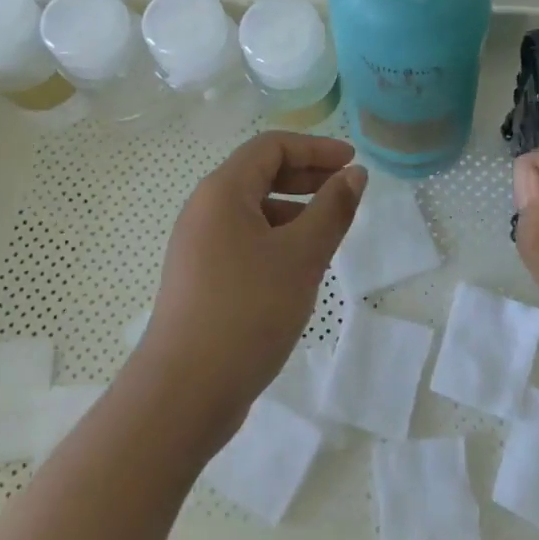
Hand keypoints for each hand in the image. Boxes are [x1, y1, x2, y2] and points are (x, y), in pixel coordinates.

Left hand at [132, 132, 366, 437]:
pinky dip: (277, 238)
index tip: (352, 162)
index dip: (315, 147)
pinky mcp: (201, 277)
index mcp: (223, 192)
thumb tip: (354, 174)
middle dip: (307, 175)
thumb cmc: (247, 311)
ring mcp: (199, 245)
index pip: (271, 146)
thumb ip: (332, 209)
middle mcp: (205, 209)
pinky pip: (245, 239)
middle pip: (260, 173)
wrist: (183, 393)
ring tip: (330, 231)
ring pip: (254, 210)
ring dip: (295, 209)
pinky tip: (300, 266)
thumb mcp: (301, 256)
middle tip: (347, 189)